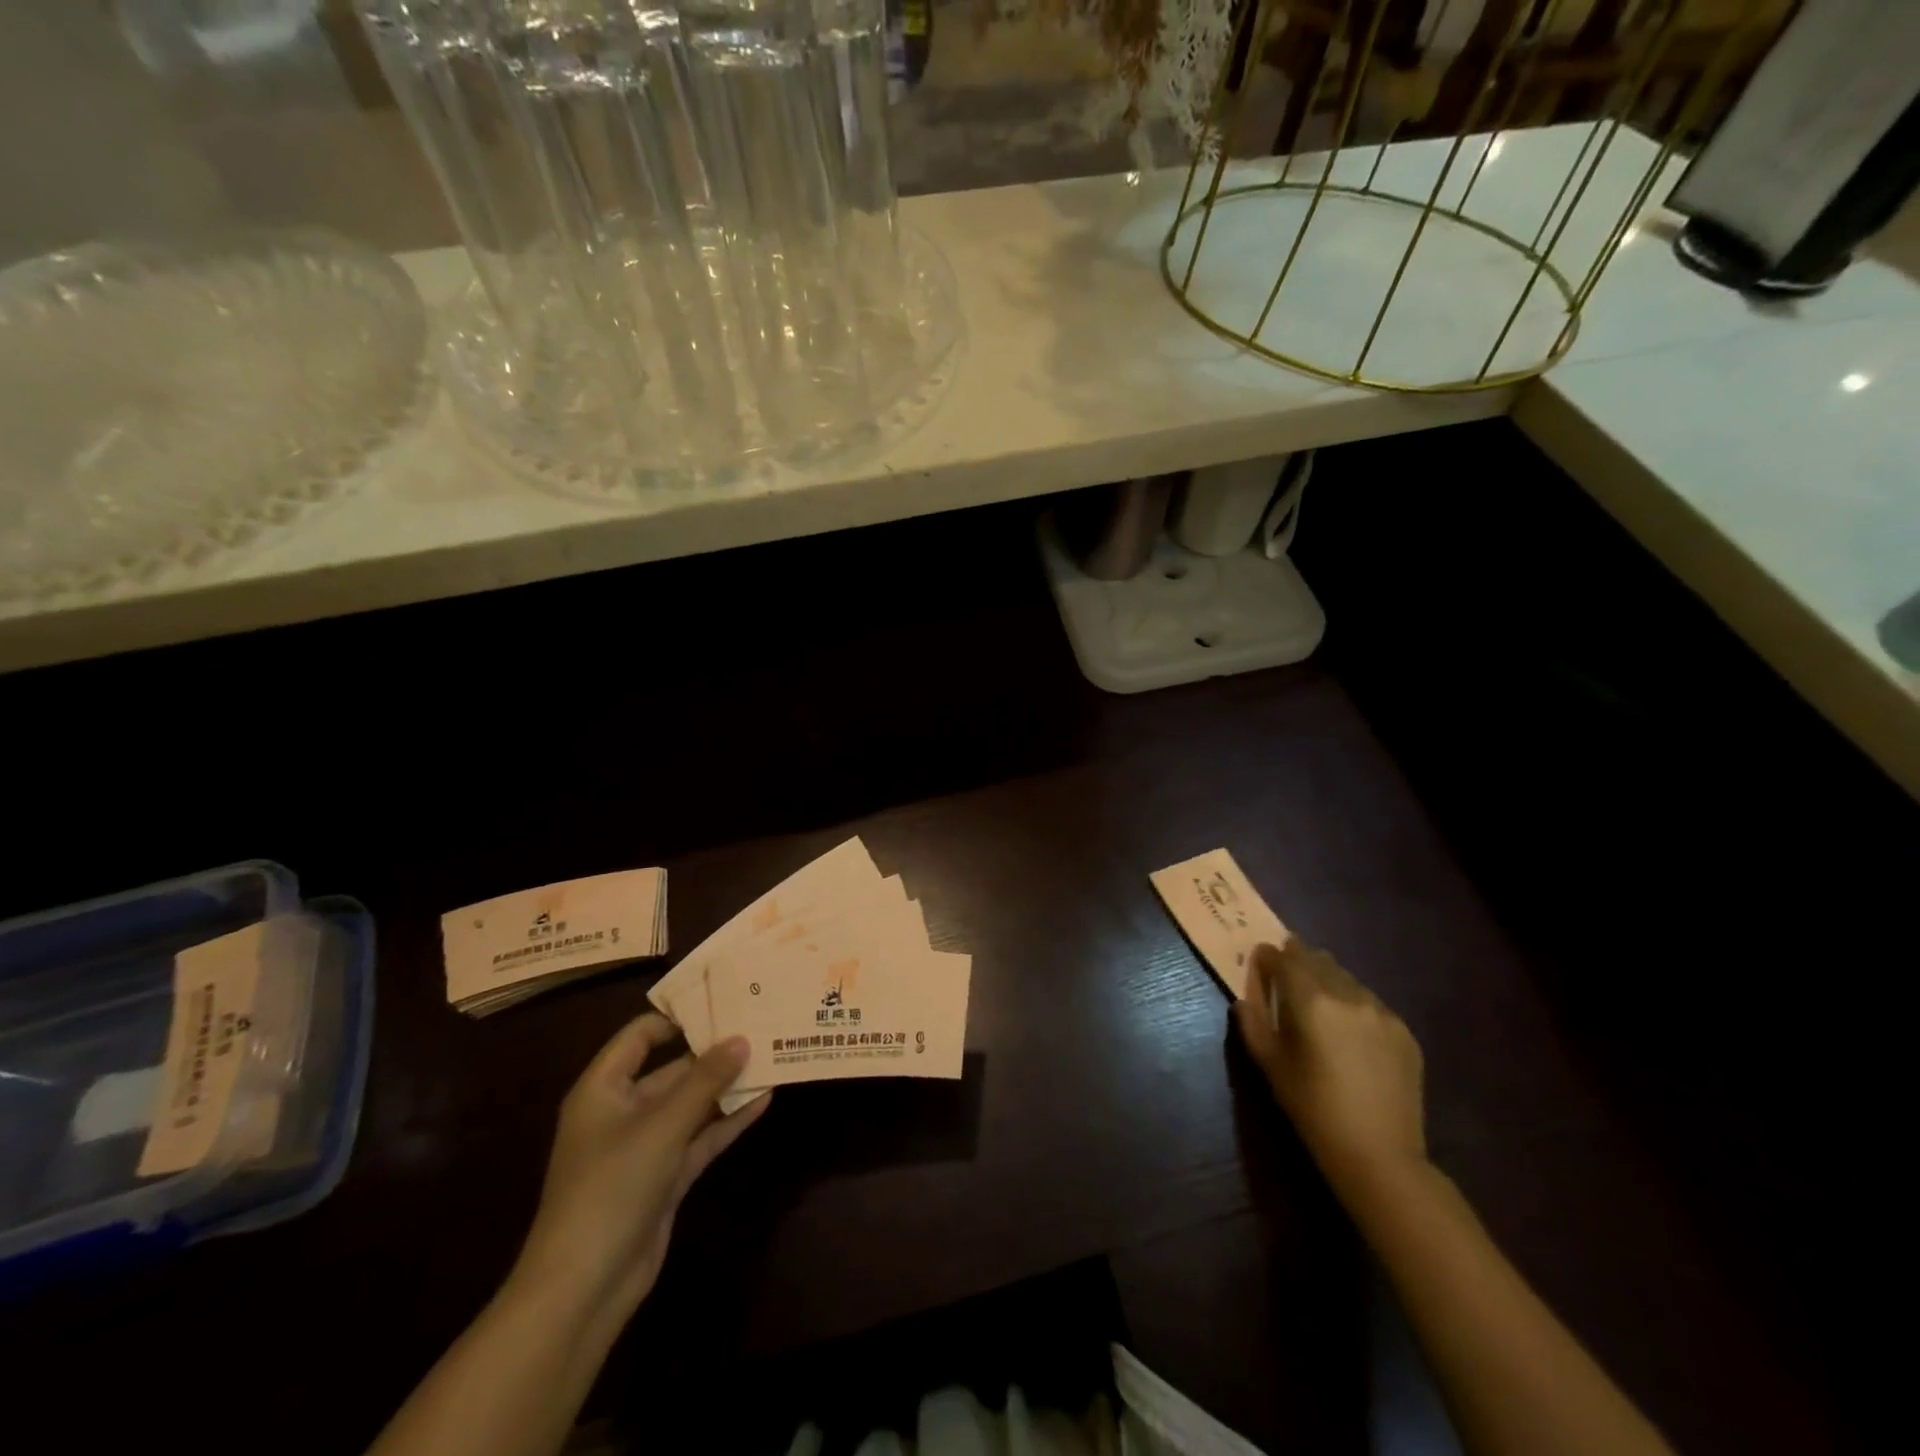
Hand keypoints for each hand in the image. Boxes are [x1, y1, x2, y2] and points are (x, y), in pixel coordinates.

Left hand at [510, 1015, 768, 1320]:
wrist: (584, 1288)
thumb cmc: (611, 1187)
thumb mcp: (661, 1126)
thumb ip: (704, 1080)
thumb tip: (742, 1039)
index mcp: (604, 1089)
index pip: (639, 1037)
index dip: (677, 1018)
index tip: (722, 1003)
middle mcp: (623, 1111)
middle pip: (672, 1069)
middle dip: (713, 1052)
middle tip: (759, 1026)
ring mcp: (645, 1146)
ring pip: (691, 1104)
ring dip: (726, 1086)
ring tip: (771, 1056)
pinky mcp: (665, 1177)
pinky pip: (700, 1137)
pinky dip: (728, 1120)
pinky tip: (764, 1100)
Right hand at [1233, 939, 1426, 1196]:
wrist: (1380, 1156)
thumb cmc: (1313, 1109)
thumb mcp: (1270, 1064)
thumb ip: (1253, 1020)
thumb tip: (1245, 994)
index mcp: (1312, 1001)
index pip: (1284, 958)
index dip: (1267, 956)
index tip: (1259, 960)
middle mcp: (1349, 995)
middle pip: (1317, 959)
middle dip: (1297, 961)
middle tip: (1285, 976)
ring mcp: (1382, 1012)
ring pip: (1346, 978)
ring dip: (1327, 980)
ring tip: (1318, 1004)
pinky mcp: (1404, 1031)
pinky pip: (1370, 1003)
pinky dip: (1353, 1005)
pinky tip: (1349, 1033)